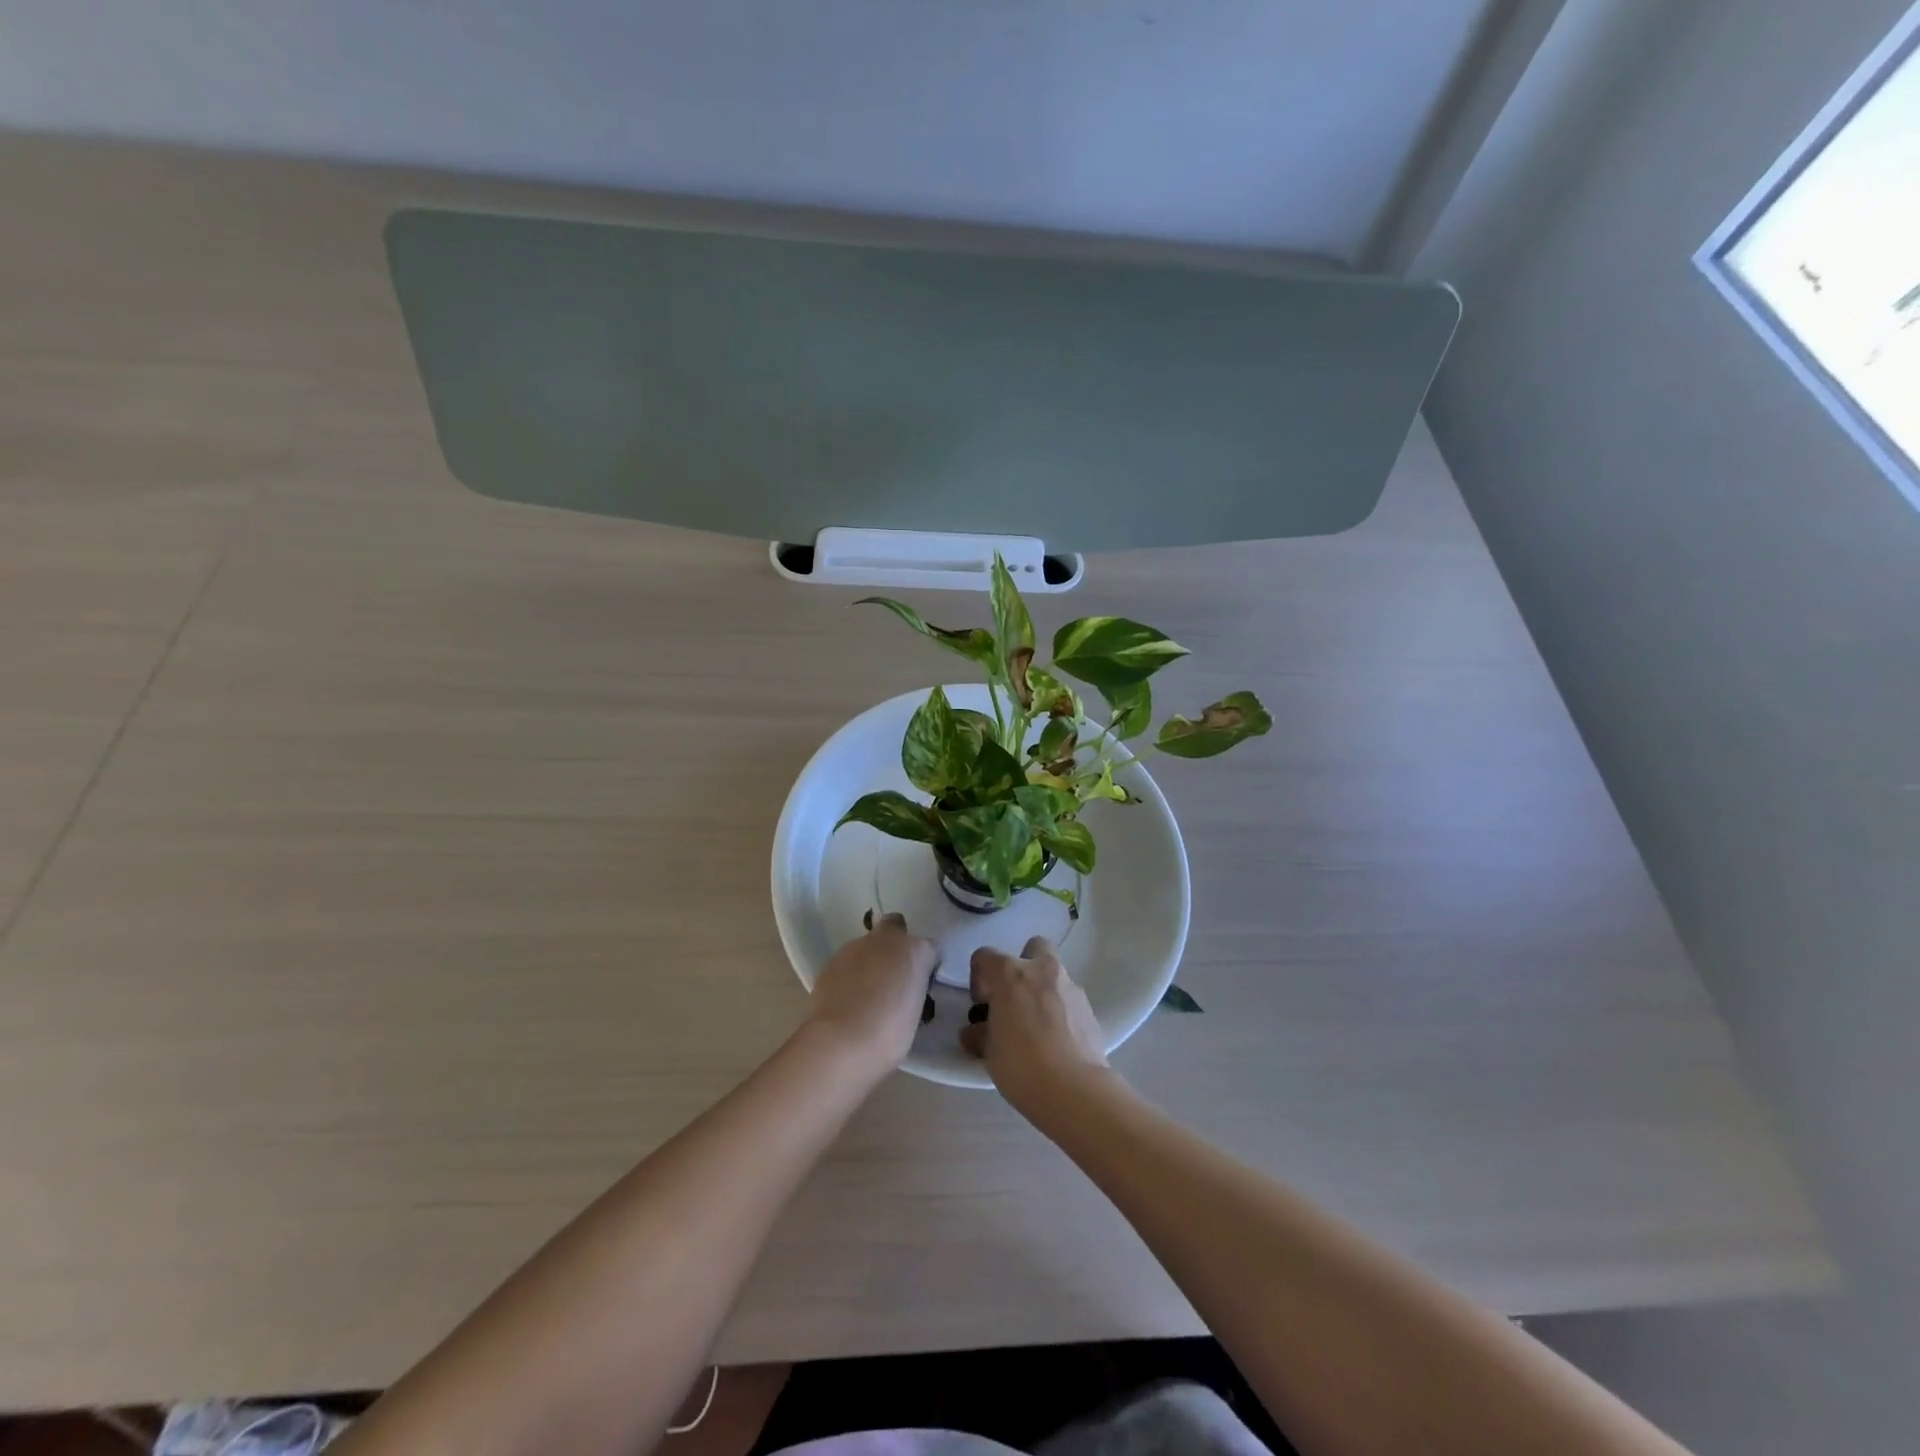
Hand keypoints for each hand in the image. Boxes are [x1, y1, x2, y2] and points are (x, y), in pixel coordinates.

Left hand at [806, 914, 939, 1075]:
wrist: (841, 1042)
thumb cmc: (890, 1034)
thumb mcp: (915, 1013)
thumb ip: (911, 991)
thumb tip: (902, 991)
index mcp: (916, 951)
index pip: (930, 949)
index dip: (925, 966)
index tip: (920, 987)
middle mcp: (887, 939)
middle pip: (895, 926)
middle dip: (895, 942)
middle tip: (893, 975)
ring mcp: (855, 947)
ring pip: (867, 945)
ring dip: (870, 960)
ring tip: (866, 994)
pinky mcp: (831, 960)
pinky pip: (847, 962)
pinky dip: (850, 974)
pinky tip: (847, 999)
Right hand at [960, 936, 1108, 1113]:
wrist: (1075, 1090)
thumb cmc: (1022, 1065)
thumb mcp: (989, 1052)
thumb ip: (981, 1033)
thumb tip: (975, 1032)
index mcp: (1011, 974)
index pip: (985, 956)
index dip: (979, 977)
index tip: (981, 1005)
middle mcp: (1042, 970)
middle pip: (1032, 947)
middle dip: (1022, 965)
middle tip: (1014, 999)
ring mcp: (1070, 987)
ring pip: (1054, 973)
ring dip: (1043, 989)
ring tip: (1036, 1026)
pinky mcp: (1090, 1008)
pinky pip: (1069, 999)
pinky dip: (1061, 1010)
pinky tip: (1056, 1040)